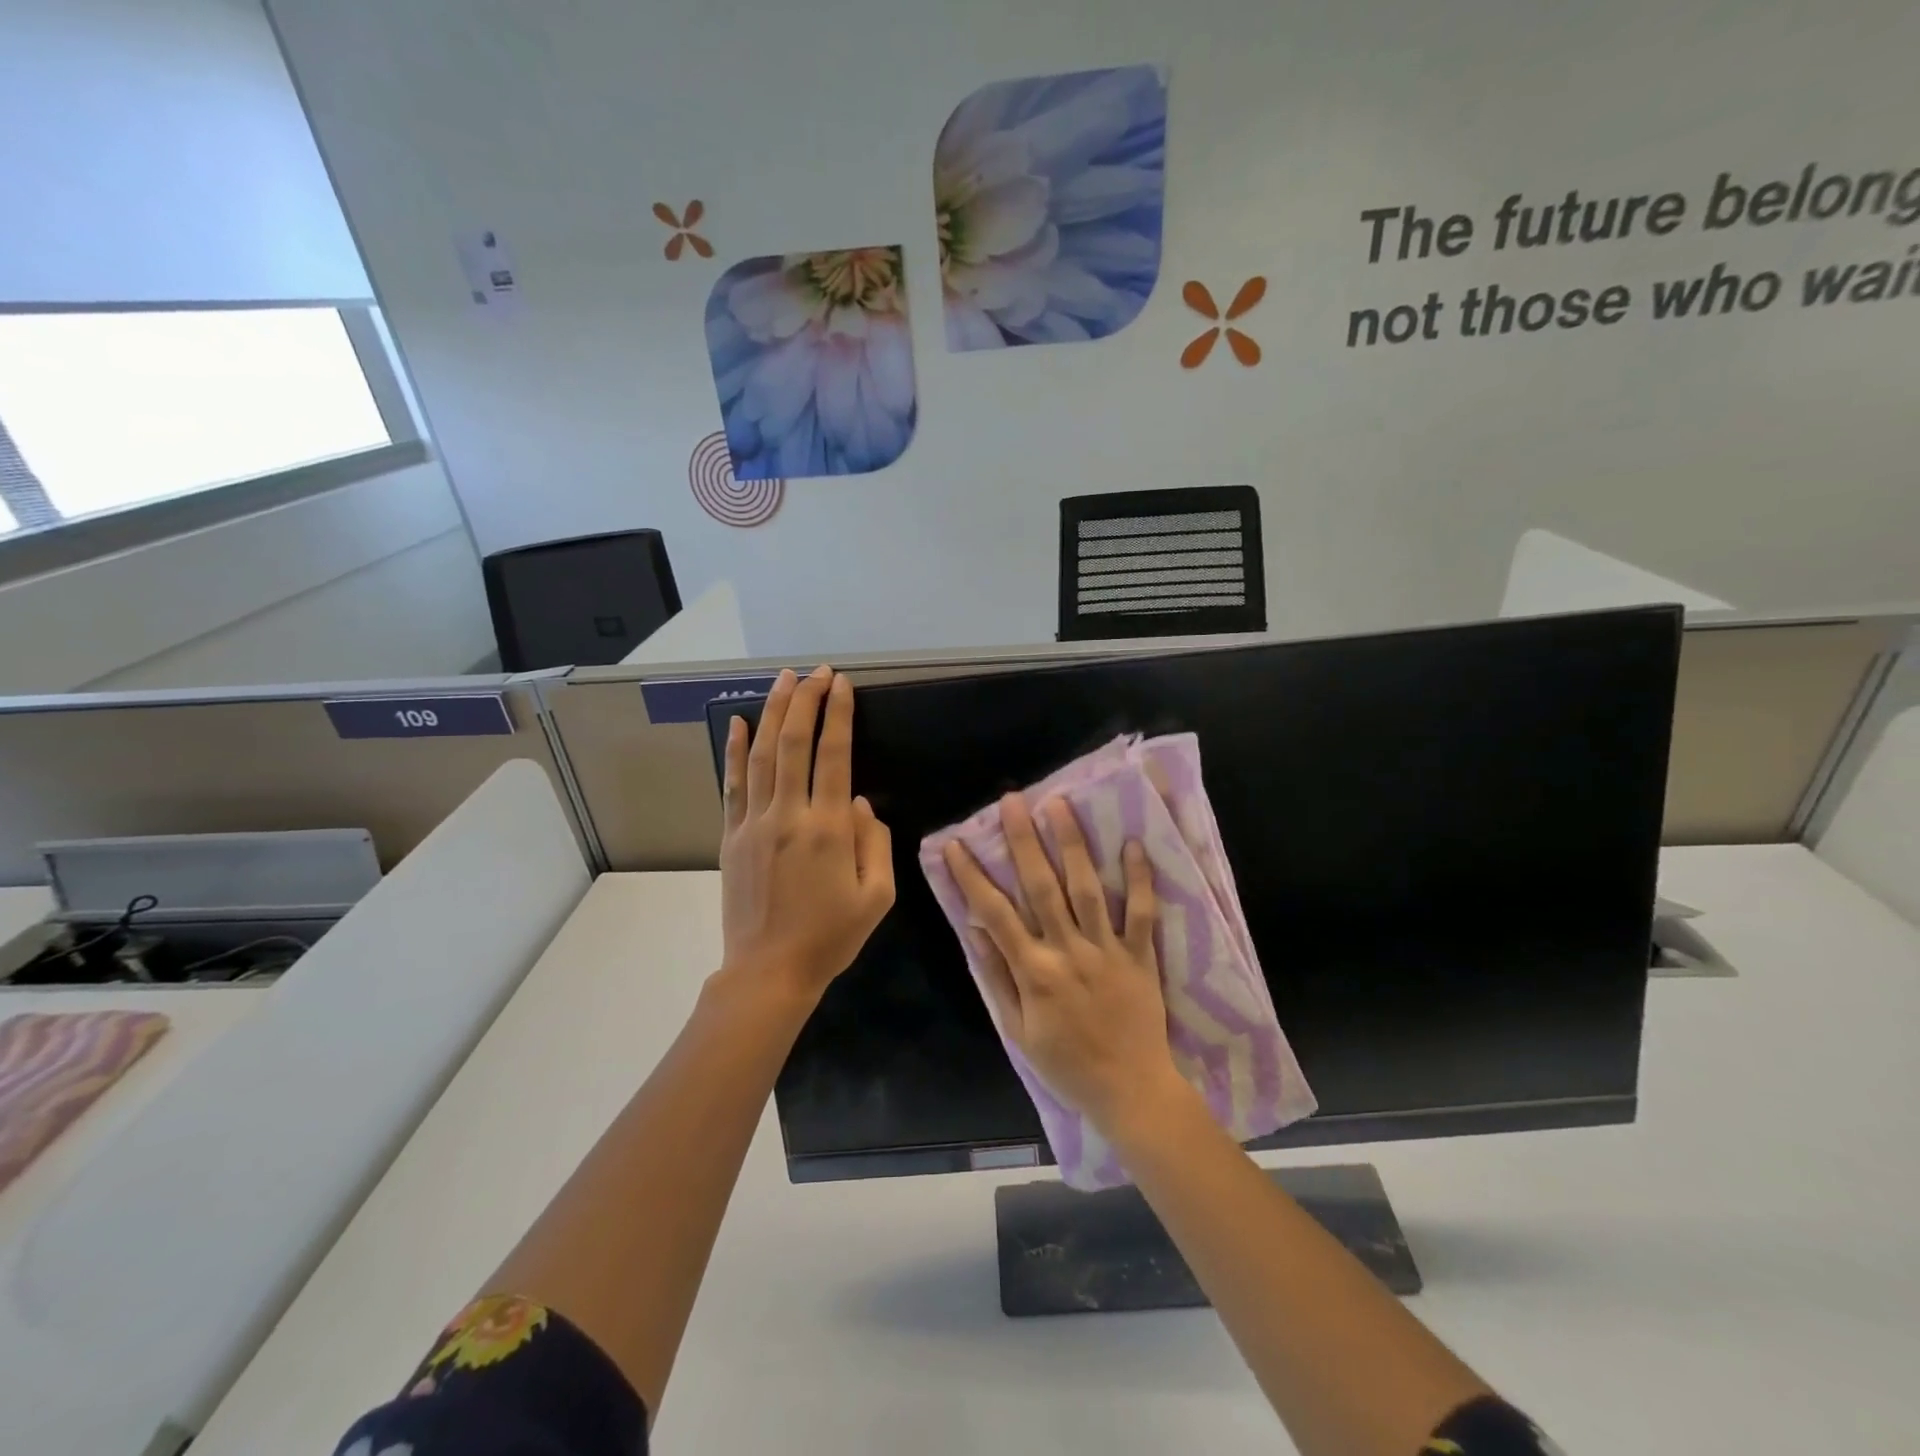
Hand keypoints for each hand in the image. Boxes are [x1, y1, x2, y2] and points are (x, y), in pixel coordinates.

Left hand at [719, 665, 894, 1004]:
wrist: (769, 972)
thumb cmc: (830, 937)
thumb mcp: (877, 897)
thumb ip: (875, 843)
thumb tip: (860, 802)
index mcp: (829, 829)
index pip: (834, 756)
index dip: (838, 715)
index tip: (841, 684)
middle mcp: (789, 816)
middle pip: (794, 743)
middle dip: (806, 701)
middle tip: (816, 671)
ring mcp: (754, 824)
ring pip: (761, 755)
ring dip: (772, 712)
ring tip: (783, 679)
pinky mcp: (731, 837)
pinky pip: (732, 784)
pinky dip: (733, 750)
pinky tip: (734, 721)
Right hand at [944, 795, 1184, 1137]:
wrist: (1130, 1091)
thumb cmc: (1067, 1064)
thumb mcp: (1018, 1031)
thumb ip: (997, 977)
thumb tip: (975, 930)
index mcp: (1033, 972)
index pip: (995, 914)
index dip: (972, 876)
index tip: (956, 844)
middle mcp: (1068, 951)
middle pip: (1041, 887)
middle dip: (1024, 841)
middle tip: (1013, 801)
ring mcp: (1107, 950)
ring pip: (1086, 889)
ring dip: (1072, 845)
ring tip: (1060, 805)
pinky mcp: (1140, 955)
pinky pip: (1141, 913)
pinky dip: (1138, 879)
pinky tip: (1130, 844)